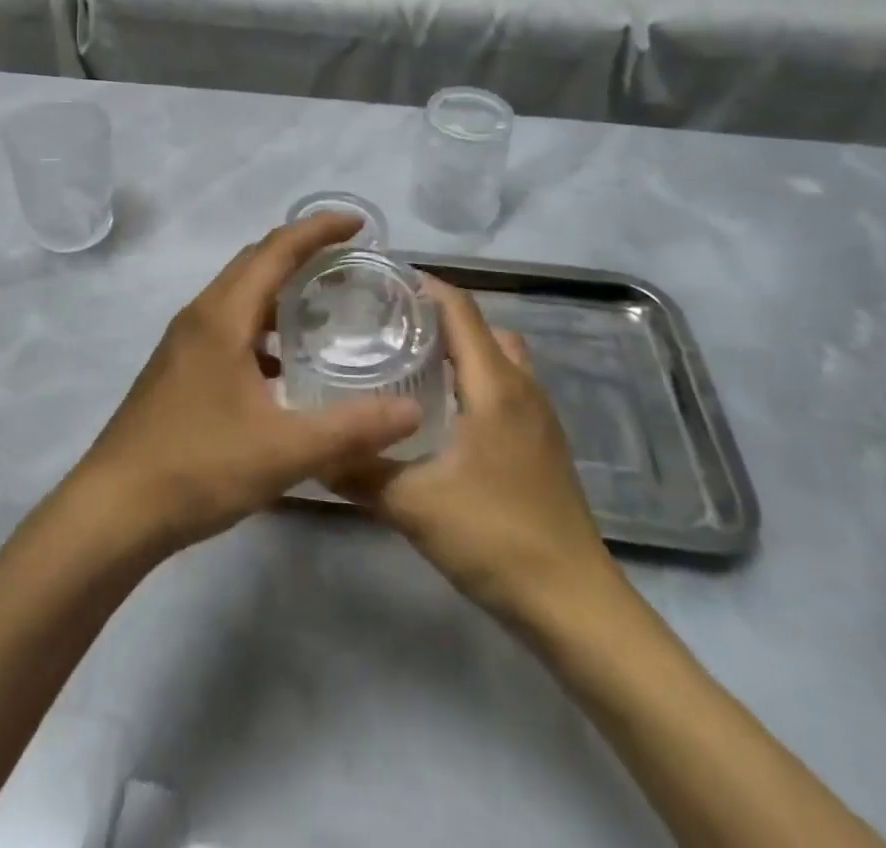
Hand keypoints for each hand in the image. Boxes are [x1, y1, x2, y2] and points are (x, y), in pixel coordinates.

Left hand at [68, 212, 420, 561]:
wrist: (113, 509)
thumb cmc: (197, 467)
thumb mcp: (283, 450)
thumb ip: (351, 428)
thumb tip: (412, 410)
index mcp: (222, 316)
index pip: (276, 250)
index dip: (318, 230)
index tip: (359, 224)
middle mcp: (200, 316)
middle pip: (254, 262)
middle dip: (301, 251)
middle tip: (349, 260)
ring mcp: (184, 342)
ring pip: (238, 294)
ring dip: (279, 287)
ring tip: (324, 306)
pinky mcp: (178, 368)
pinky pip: (227, 325)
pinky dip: (261, 324)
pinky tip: (284, 364)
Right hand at [334, 277, 628, 627]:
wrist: (573, 604)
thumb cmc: (495, 537)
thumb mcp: (413, 504)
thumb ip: (359, 471)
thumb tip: (312, 449)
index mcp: (495, 385)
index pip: (460, 310)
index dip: (423, 286)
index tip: (379, 280)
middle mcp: (521, 388)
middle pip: (480, 327)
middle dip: (435, 315)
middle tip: (385, 323)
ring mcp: (537, 417)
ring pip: (497, 358)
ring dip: (459, 348)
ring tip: (408, 360)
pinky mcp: (541, 444)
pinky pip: (504, 387)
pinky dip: (473, 378)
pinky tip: (440, 411)